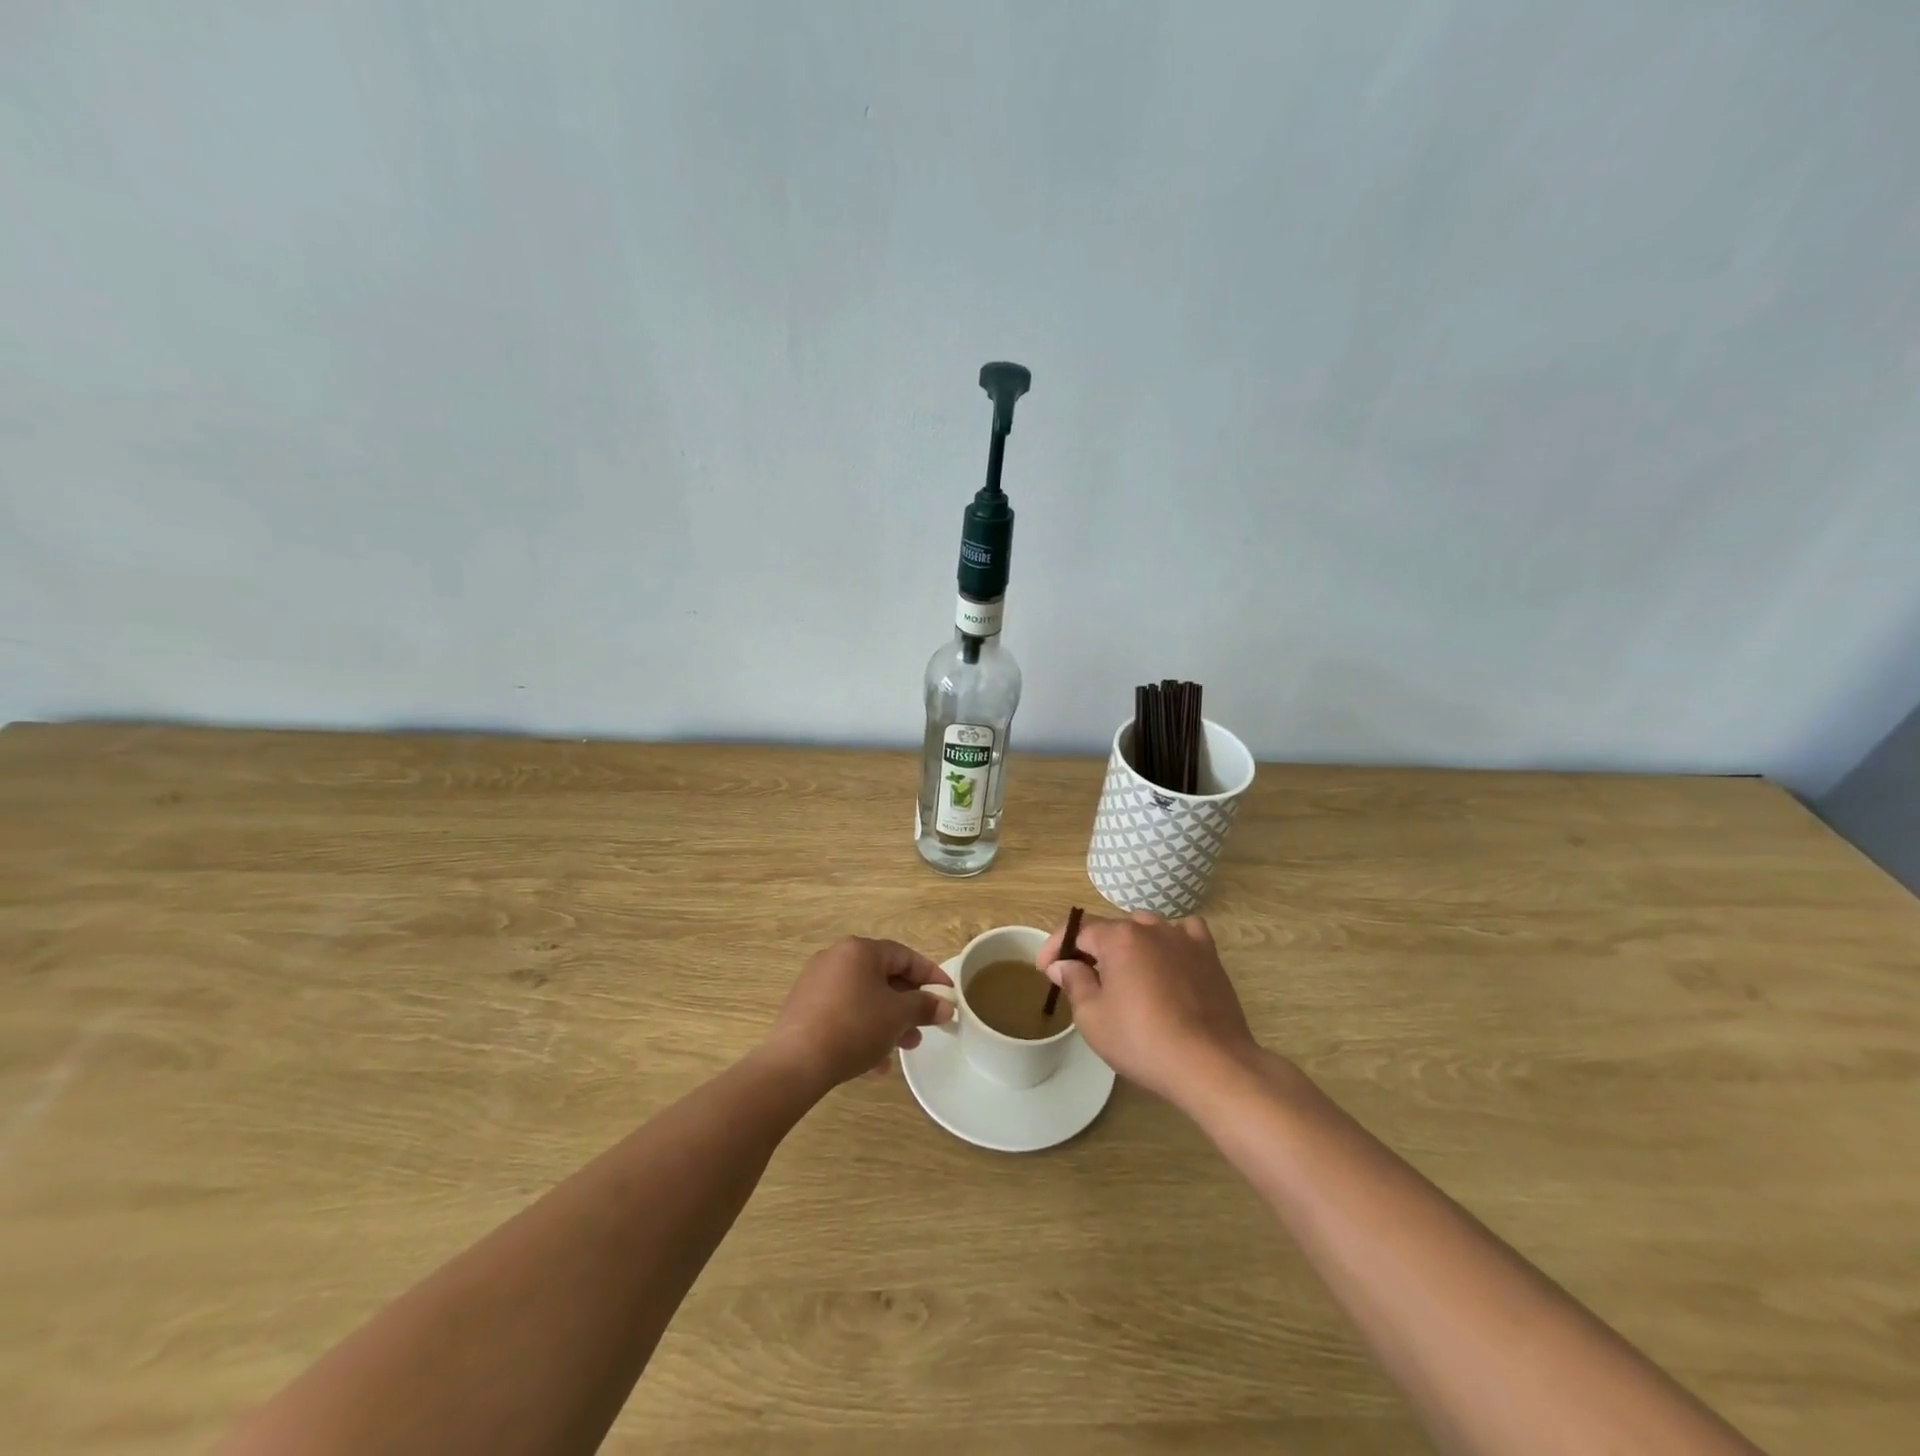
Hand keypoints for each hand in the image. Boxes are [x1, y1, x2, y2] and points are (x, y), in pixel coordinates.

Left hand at [767, 937, 953, 1088]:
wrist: (796, 1063)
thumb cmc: (854, 1027)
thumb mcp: (897, 1016)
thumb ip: (924, 1006)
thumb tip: (945, 1006)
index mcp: (859, 950)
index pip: (904, 955)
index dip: (930, 975)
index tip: (949, 994)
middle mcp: (836, 958)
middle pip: (883, 976)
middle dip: (908, 1003)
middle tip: (925, 1025)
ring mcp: (816, 983)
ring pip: (864, 997)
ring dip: (888, 1020)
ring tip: (905, 1046)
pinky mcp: (804, 1008)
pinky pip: (844, 1013)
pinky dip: (863, 1029)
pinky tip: (875, 1062)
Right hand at [1039, 912, 1261, 1104]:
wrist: (1211, 1064)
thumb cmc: (1143, 1041)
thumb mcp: (1093, 1018)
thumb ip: (1074, 982)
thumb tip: (1062, 964)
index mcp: (1119, 937)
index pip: (1078, 930)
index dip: (1056, 946)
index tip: (1045, 970)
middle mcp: (1151, 927)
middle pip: (1111, 929)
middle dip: (1091, 950)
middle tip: (1081, 979)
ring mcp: (1184, 938)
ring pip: (1146, 929)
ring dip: (1128, 946)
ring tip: (1124, 974)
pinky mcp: (1209, 955)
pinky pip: (1184, 934)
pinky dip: (1169, 942)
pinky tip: (1167, 961)